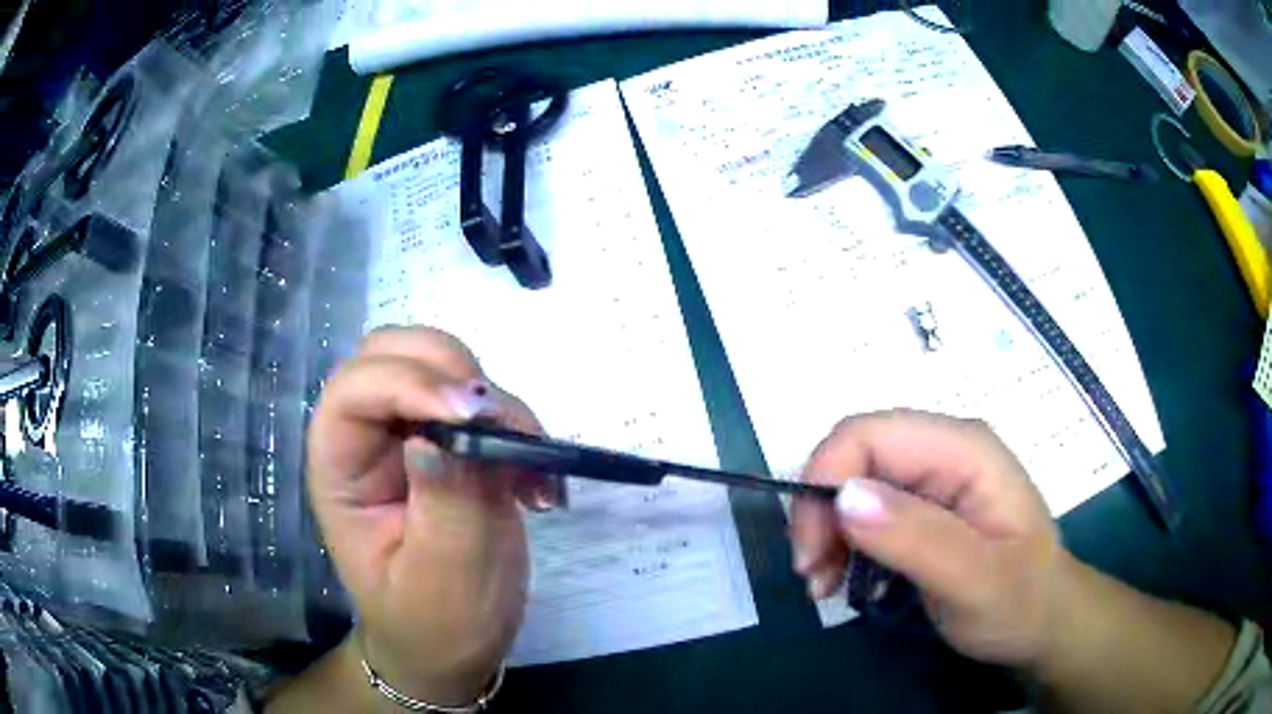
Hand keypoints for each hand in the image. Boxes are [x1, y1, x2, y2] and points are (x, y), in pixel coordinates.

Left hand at [306, 327, 562, 705]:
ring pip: (444, 365)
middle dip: (451, 373)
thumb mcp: (443, 578)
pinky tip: (537, 481)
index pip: (353, 392)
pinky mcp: (455, 443)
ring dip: (494, 400)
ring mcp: (412, 434)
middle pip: (393, 352)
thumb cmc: (435, 624)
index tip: (473, 416)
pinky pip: (484, 403)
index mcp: (339, 468)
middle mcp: (369, 437)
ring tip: (530, 465)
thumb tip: (443, 433)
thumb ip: (445, 504)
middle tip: (500, 426)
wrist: (454, 645)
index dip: (407, 383)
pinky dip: (517, 424)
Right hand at [789, 409, 1071, 667]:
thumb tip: (845, 496)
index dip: (825, 480)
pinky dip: (840, 543)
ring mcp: (933, 478)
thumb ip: (918, 538)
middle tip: (813, 576)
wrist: (1044, 624)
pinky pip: (864, 510)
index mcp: (964, 450)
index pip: (870, 433)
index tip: (811, 551)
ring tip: (823, 586)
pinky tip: (841, 579)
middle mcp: (944, 450)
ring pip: (852, 482)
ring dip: (826, 532)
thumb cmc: (1022, 603)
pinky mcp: (922, 507)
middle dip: (820, 512)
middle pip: (855, 455)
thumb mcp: (976, 582)